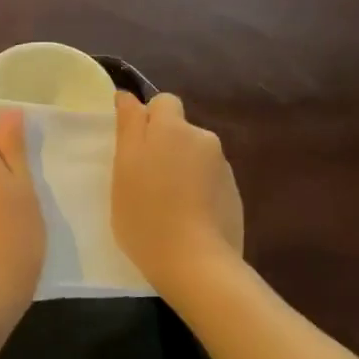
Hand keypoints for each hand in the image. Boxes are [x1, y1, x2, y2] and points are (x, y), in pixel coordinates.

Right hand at [113, 92, 243, 293]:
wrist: (196, 263)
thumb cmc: (146, 214)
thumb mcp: (123, 168)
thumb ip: (129, 126)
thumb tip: (128, 96)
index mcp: (173, 128)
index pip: (162, 102)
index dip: (147, 119)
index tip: (132, 147)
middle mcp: (203, 138)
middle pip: (180, 130)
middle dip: (164, 145)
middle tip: (143, 179)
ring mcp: (223, 167)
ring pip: (195, 155)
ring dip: (181, 168)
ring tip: (166, 203)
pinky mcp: (234, 194)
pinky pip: (209, 180)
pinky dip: (197, 190)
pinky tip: (187, 217)